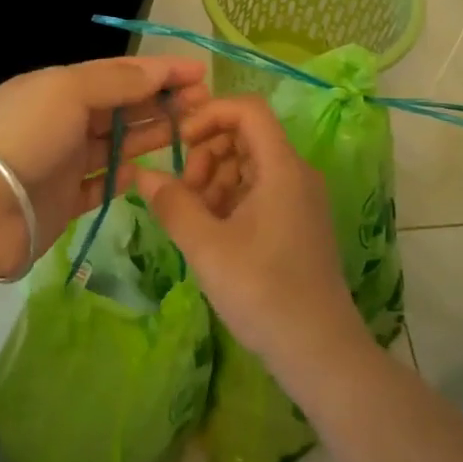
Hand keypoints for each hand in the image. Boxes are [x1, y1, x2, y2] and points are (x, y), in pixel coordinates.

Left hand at [0, 56, 209, 275]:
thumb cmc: (23, 135)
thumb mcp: (68, 91)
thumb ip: (116, 81)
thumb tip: (158, 71)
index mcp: (60, 86)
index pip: (119, 72)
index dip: (159, 70)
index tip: (201, 72)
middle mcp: (63, 120)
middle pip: (121, 106)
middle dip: (161, 101)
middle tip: (205, 104)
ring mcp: (63, 162)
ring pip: (116, 144)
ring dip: (151, 135)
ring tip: (193, 131)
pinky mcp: (64, 201)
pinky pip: (102, 184)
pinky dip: (125, 177)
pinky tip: (152, 171)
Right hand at [135, 97, 371, 383]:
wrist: (319, 352)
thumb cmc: (264, 292)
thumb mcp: (207, 248)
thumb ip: (172, 204)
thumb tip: (143, 174)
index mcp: (283, 168)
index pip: (248, 109)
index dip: (209, 114)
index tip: (180, 143)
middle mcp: (296, 173)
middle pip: (246, 134)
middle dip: (207, 152)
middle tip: (185, 192)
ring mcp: (299, 198)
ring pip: (249, 163)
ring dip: (215, 178)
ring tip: (194, 217)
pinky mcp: (296, 221)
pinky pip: (258, 189)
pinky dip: (230, 198)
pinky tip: (212, 231)